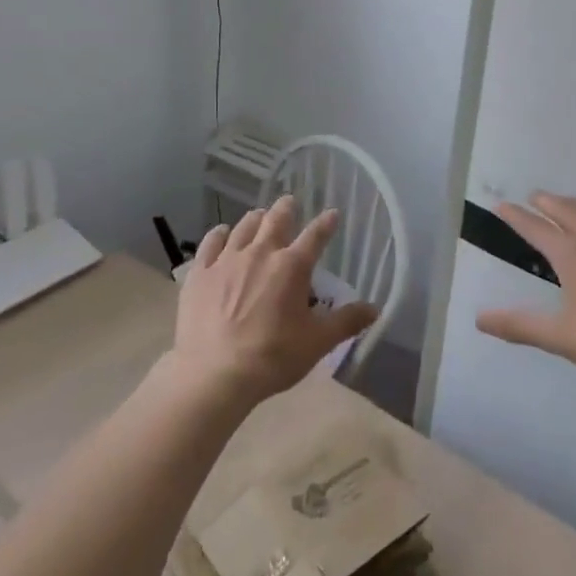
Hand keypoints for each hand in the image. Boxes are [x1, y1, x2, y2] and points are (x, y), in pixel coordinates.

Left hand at [171, 195, 378, 406]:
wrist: (214, 373)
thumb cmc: (272, 357)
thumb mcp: (317, 343)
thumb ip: (346, 322)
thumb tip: (375, 309)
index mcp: (292, 267)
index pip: (315, 236)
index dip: (326, 223)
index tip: (333, 214)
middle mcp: (260, 253)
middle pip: (275, 220)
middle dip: (286, 209)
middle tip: (290, 202)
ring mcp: (227, 260)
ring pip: (244, 227)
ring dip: (255, 219)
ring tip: (260, 215)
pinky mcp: (200, 273)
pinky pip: (211, 243)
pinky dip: (220, 234)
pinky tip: (222, 233)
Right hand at [476, 193, 575, 384]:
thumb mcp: (561, 337)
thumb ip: (520, 326)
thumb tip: (480, 318)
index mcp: (572, 255)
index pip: (536, 229)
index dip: (516, 217)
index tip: (501, 205)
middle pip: (568, 211)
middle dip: (548, 202)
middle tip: (535, 196)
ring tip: (570, 203)